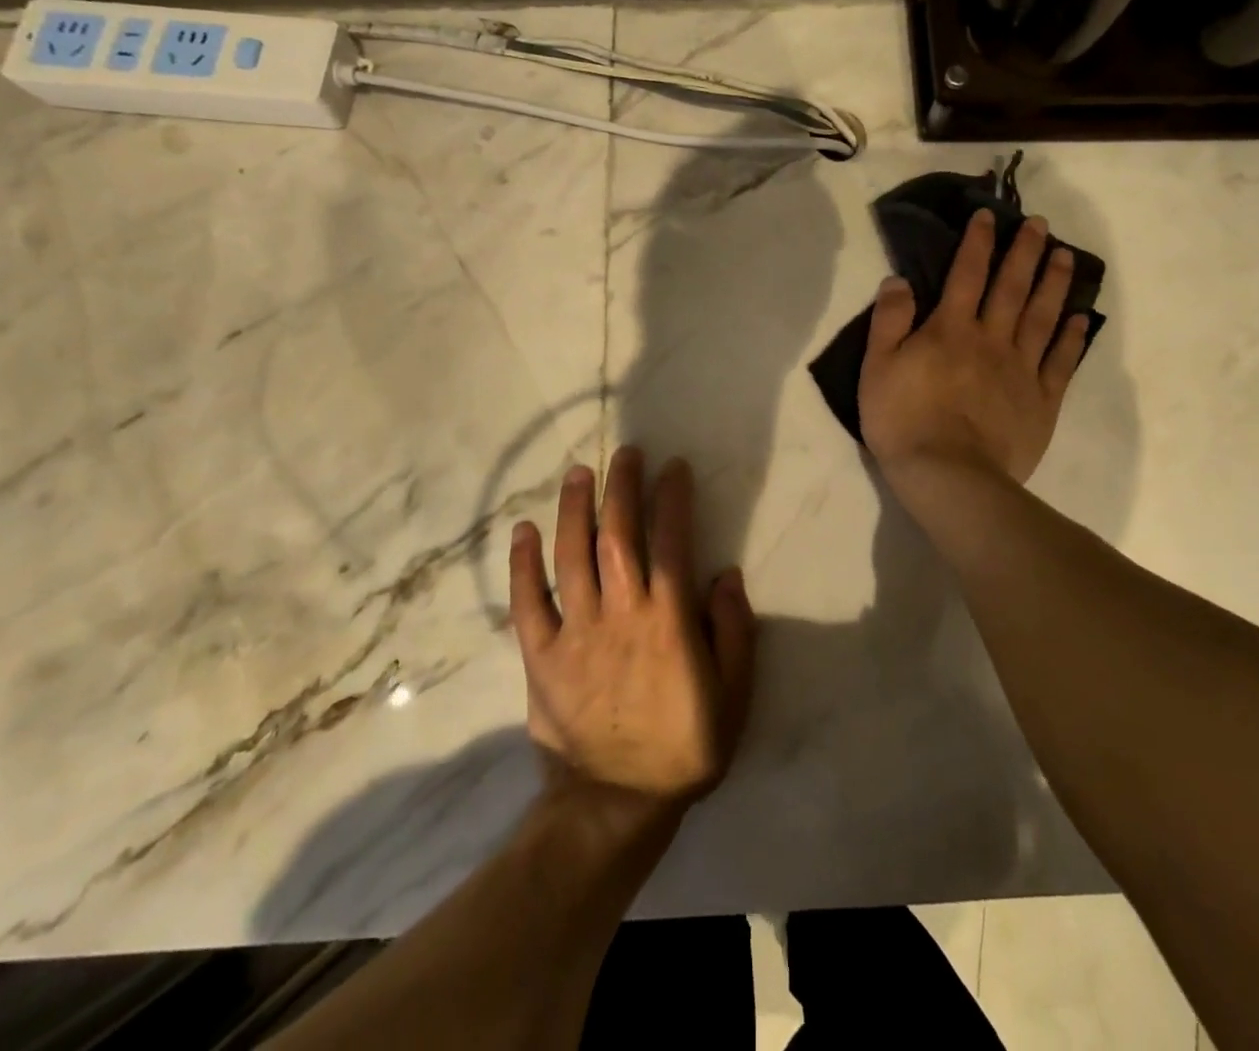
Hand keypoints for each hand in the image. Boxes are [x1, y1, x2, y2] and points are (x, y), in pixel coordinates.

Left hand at [509, 447, 756, 816]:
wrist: (615, 805)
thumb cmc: (683, 746)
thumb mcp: (734, 696)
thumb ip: (735, 632)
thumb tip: (725, 575)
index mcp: (668, 621)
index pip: (671, 541)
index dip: (673, 499)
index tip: (674, 467)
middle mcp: (620, 613)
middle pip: (617, 536)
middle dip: (622, 488)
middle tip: (625, 453)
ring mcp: (575, 633)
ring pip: (571, 557)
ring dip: (574, 510)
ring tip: (578, 473)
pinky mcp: (541, 656)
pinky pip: (527, 603)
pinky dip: (523, 565)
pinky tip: (523, 531)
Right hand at [859, 209, 1090, 484]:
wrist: (948, 475)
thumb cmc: (904, 421)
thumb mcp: (877, 367)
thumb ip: (889, 320)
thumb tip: (899, 279)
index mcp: (951, 329)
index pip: (966, 274)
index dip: (978, 242)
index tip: (989, 216)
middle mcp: (992, 339)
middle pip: (1012, 287)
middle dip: (1025, 252)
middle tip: (1041, 224)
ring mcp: (1021, 369)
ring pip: (1043, 316)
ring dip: (1055, 283)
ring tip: (1066, 256)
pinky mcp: (1042, 401)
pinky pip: (1061, 362)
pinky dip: (1072, 337)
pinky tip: (1080, 318)